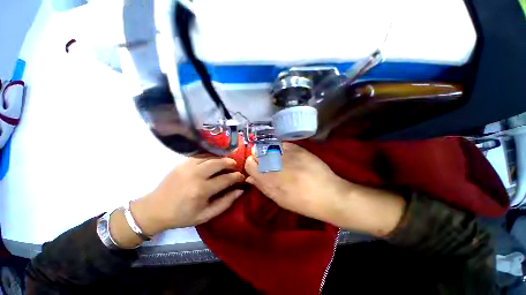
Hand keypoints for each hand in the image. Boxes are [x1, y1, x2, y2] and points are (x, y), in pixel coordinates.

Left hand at [131, 157, 244, 234]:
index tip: (242, 176)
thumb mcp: (205, 215)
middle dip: (230, 163)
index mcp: (202, 190)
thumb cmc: (182, 215)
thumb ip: (225, 203)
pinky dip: (210, 156)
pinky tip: (214, 160)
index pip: (226, 179)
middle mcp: (196, 175)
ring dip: (221, 158)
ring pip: (210, 157)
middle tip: (235, 166)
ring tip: (227, 162)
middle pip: (219, 163)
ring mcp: (188, 166)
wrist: (155, 209)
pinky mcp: (182, 163)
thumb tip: (240, 191)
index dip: (237, 176)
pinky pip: (201, 155)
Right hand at [245, 143, 405, 235]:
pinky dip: (280, 148)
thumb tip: (249, 177)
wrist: (329, 194)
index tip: (256, 167)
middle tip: (267, 163)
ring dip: (269, 151)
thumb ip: (262, 186)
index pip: (249, 163)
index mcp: (269, 179)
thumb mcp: (278, 199)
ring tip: (278, 159)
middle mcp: (275, 164)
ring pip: (268, 146)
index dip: (251, 164)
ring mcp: (287, 153)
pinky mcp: (298, 148)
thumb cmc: (302, 202)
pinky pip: (282, 143)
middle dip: (259, 157)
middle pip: (257, 152)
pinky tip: (286, 155)